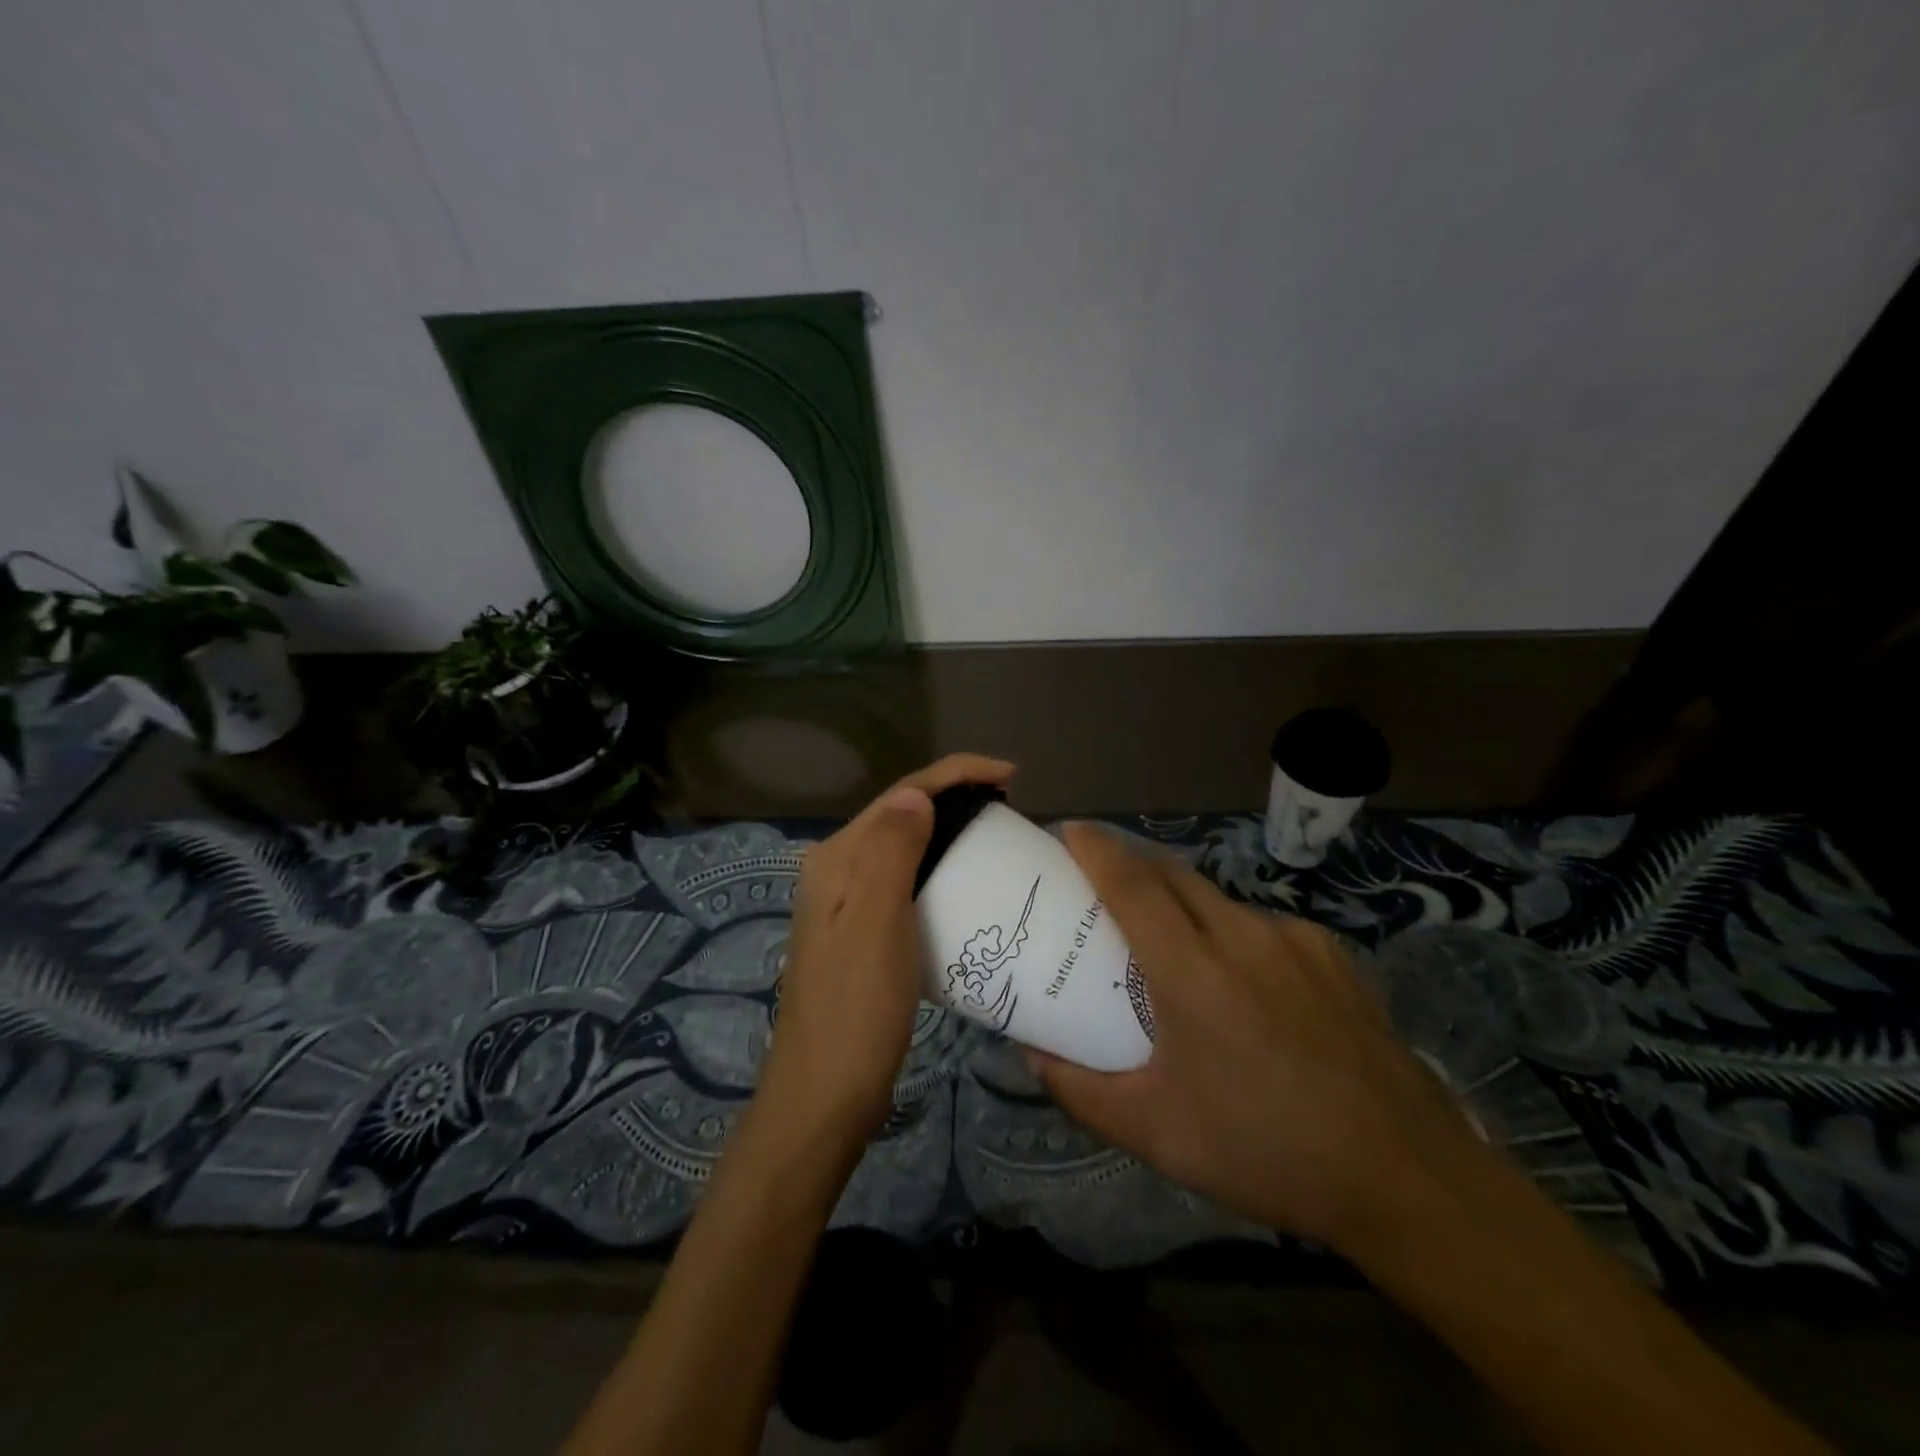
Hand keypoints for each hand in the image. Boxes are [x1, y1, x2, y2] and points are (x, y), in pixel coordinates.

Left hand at [759, 753, 1016, 1147]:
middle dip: (954, 797)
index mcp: (837, 859)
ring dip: (947, 832)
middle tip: (1010, 806)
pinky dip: (938, 870)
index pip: (901, 794)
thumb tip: (916, 793)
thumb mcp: (878, 922)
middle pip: (901, 814)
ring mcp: (846, 905)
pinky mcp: (861, 934)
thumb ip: (892, 850)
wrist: (825, 1096)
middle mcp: (836, 871)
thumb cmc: (857, 1009)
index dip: (956, 774)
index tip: (1012, 776)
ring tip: (995, 836)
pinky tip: (965, 884)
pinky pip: (905, 882)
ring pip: (904, 848)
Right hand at [1028, 823, 1487, 1255]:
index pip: (1132, 884)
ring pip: (1218, 899)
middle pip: (1172, 873)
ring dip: (1182, 904)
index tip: (1069, 830)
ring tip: (1174, 949)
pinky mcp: (1332, 951)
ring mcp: (1294, 939)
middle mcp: (1242, 937)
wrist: (1408, 1177)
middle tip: (1103, 887)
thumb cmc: (1268, 1153)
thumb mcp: (1158, 1135)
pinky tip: (1244, 984)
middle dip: (1131, 864)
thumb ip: (1081, 1092)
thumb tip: (1032, 1055)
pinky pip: (1262, 924)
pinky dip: (1231, 933)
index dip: (1096, 849)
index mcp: (1193, 973)